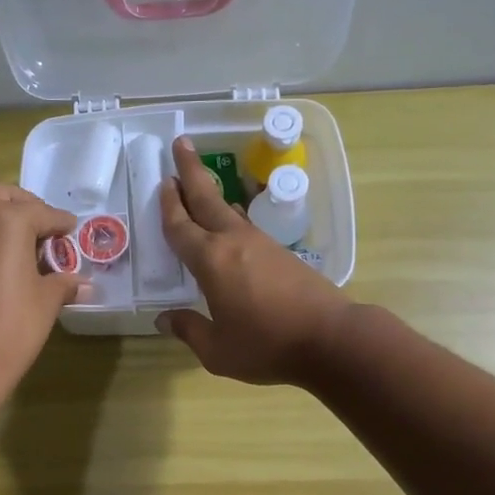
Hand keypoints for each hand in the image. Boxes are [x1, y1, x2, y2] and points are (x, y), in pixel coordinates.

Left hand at [0, 185, 82, 382]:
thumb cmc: (9, 326)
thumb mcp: (45, 302)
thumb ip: (62, 283)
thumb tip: (82, 283)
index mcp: (7, 218)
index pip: (42, 213)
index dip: (61, 223)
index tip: (72, 229)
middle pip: (3, 196)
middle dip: (27, 207)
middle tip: (45, 229)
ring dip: (1, 217)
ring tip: (24, 245)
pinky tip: (1, 260)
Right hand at [157, 137, 351, 384]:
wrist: (331, 339)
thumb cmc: (267, 346)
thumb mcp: (218, 351)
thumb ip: (189, 331)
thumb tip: (165, 319)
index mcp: (211, 261)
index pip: (181, 227)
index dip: (168, 204)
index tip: (163, 180)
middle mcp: (234, 242)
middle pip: (208, 198)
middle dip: (192, 170)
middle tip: (181, 143)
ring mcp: (262, 245)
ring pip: (230, 210)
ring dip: (212, 194)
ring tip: (201, 183)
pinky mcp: (282, 254)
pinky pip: (247, 227)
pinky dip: (231, 217)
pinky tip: (230, 224)